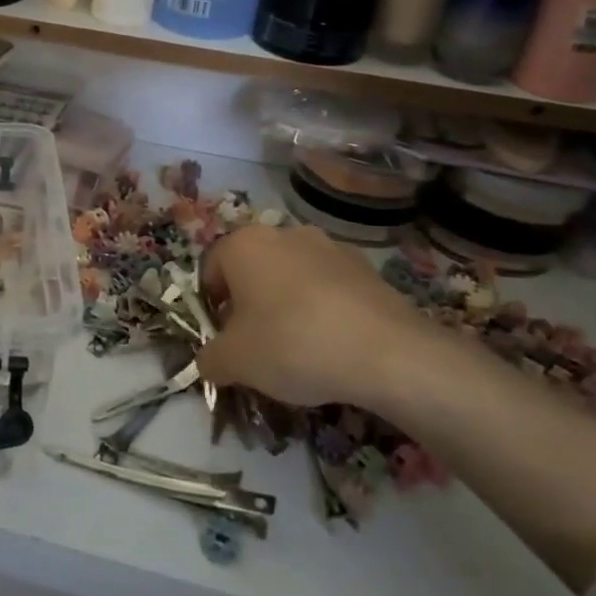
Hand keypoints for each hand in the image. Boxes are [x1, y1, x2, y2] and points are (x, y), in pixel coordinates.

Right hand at [195, 225, 445, 409]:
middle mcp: (283, 233)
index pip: (210, 269)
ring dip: (287, 305)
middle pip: (252, 269)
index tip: (223, 340)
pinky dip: (323, 310)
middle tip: (256, 346)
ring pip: (292, 276)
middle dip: (249, 305)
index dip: (210, 307)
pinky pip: (329, 288)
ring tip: (299, 350)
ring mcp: (329, 246)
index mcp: (243, 244)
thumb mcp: (235, 362)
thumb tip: (209, 361)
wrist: (386, 352)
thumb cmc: (291, 344)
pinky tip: (333, 346)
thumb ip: (210, 359)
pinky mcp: (365, 267)